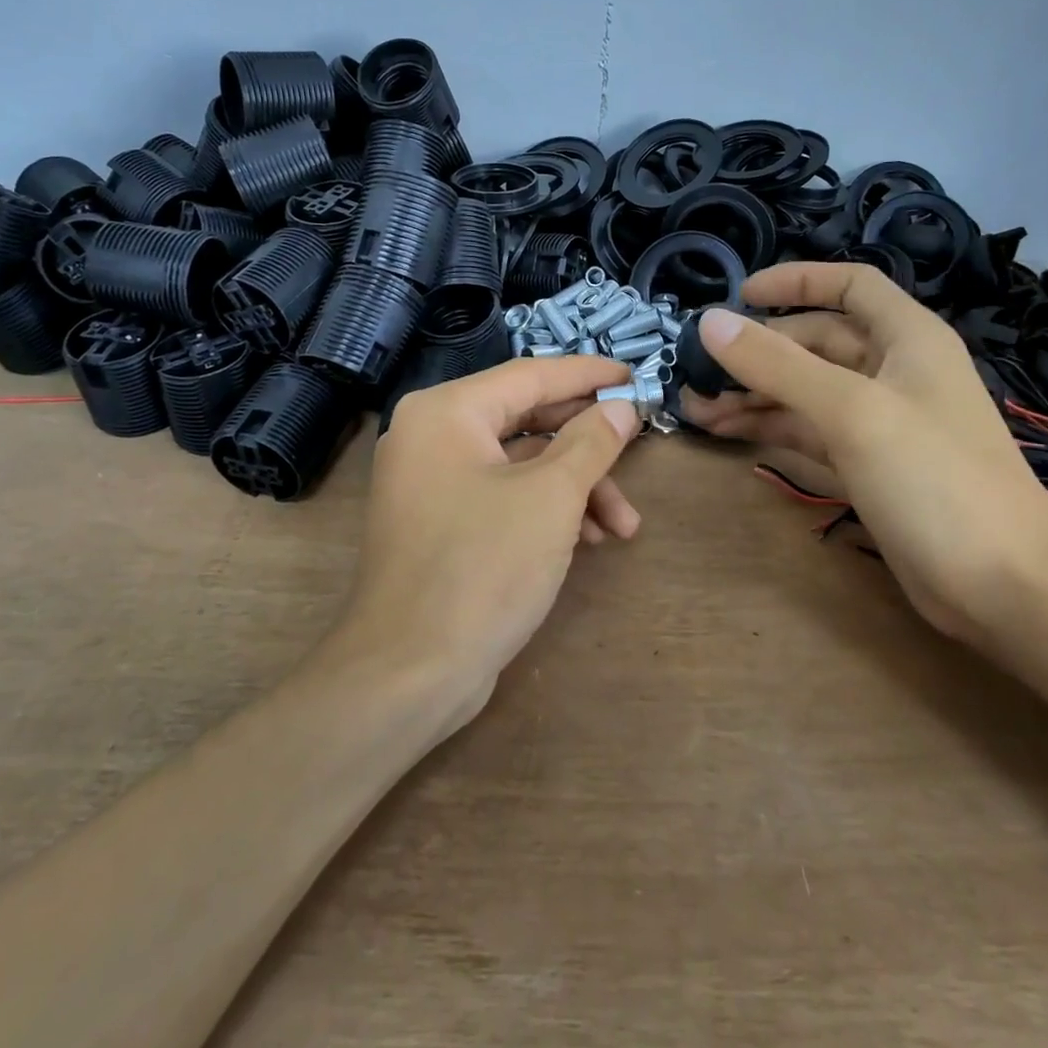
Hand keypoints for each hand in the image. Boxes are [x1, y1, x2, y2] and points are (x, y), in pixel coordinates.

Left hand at [338, 356, 642, 731]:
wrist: (410, 672)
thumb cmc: (483, 566)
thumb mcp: (551, 497)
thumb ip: (591, 442)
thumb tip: (621, 407)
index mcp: (446, 412)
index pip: (530, 375)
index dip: (587, 375)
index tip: (634, 376)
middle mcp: (431, 436)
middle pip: (527, 420)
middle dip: (588, 446)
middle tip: (637, 448)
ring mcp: (432, 482)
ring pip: (520, 464)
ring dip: (576, 488)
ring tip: (624, 526)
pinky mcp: (441, 523)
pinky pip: (503, 496)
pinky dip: (546, 511)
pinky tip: (590, 540)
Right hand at [679, 263, 1047, 647]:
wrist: (1006, 588)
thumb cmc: (936, 480)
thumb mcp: (852, 411)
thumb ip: (778, 365)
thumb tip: (710, 321)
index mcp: (908, 339)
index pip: (850, 286)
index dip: (796, 282)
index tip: (738, 294)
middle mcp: (893, 373)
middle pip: (816, 343)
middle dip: (757, 351)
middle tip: (697, 367)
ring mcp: (880, 423)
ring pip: (805, 391)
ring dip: (753, 394)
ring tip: (695, 405)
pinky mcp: (867, 468)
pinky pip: (808, 432)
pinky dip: (769, 429)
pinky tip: (726, 432)